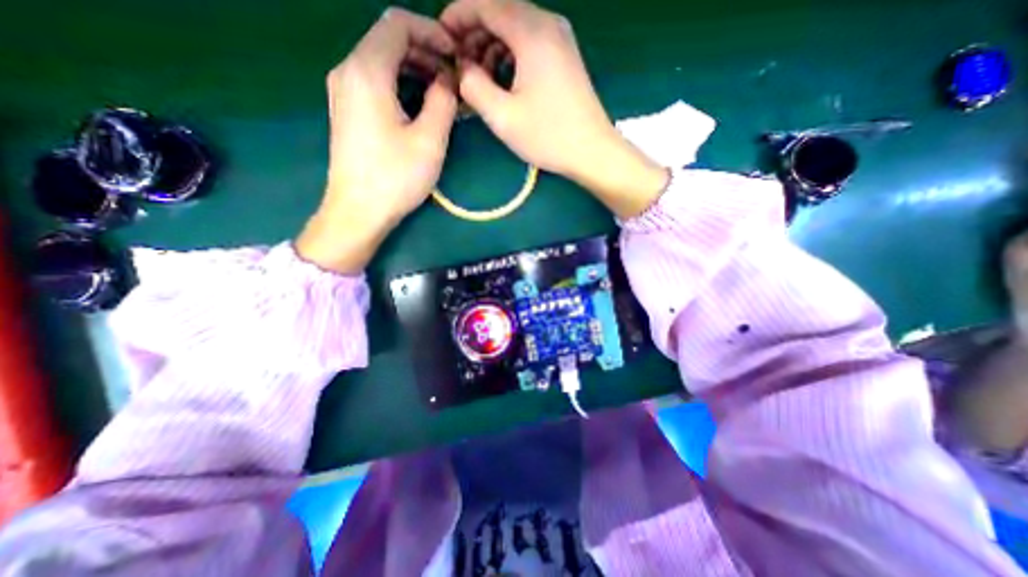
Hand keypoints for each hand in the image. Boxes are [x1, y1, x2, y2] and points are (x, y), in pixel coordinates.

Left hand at [297, 6, 458, 272]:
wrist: (358, 211)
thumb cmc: (395, 178)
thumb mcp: (429, 140)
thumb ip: (443, 101)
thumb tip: (448, 81)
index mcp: (367, 71)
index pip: (398, 24)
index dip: (432, 33)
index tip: (456, 56)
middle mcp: (348, 71)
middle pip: (387, 40)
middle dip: (425, 51)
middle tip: (453, 77)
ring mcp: (343, 91)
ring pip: (381, 60)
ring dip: (414, 68)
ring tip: (441, 91)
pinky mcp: (347, 110)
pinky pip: (375, 81)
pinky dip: (400, 83)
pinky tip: (419, 104)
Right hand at [441, 0, 667, 216]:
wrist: (592, 151)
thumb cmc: (548, 136)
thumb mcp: (503, 116)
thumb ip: (473, 87)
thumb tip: (462, 69)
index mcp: (532, 32)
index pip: (485, 4)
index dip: (457, 17)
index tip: (442, 41)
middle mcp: (548, 24)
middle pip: (501, 12)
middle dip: (474, 35)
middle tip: (460, 67)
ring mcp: (560, 39)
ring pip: (516, 28)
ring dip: (492, 47)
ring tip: (480, 79)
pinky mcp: (565, 56)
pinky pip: (530, 43)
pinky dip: (510, 55)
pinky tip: (504, 81)